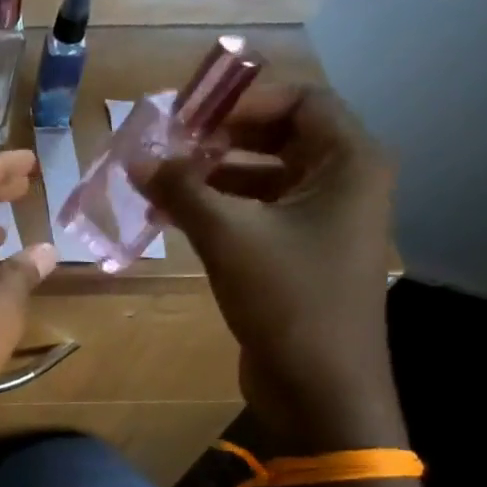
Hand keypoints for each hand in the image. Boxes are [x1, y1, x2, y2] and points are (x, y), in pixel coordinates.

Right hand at [135, 88, 401, 449]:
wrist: (320, 387)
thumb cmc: (287, 299)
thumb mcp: (228, 236)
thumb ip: (181, 190)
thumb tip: (137, 157)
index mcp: (348, 163)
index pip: (299, 100)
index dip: (241, 99)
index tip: (186, 113)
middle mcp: (343, 183)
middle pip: (279, 136)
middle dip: (220, 138)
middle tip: (166, 144)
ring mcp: (323, 221)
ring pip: (264, 177)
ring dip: (213, 175)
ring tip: (159, 181)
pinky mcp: (301, 254)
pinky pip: (258, 213)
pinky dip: (220, 208)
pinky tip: (174, 216)